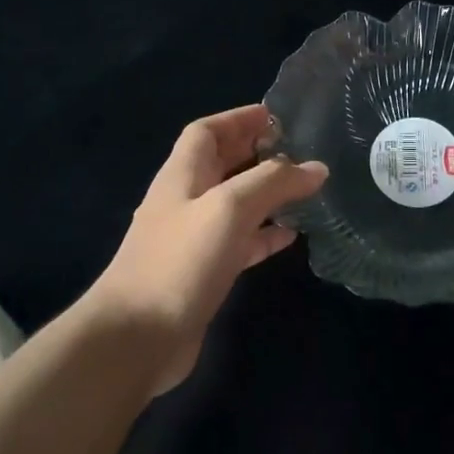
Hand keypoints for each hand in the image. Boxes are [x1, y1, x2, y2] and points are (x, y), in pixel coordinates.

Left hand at [89, 105, 327, 395]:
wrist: (137, 337)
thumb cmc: (180, 260)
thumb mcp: (229, 208)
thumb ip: (273, 182)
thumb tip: (316, 168)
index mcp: (182, 174)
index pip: (207, 131)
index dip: (239, 118)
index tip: (277, 116)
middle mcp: (185, 200)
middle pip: (222, 164)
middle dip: (257, 152)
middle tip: (300, 150)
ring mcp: (193, 239)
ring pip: (234, 204)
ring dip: (265, 194)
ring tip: (304, 190)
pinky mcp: (204, 273)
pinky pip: (239, 242)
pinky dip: (264, 235)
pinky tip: (292, 235)